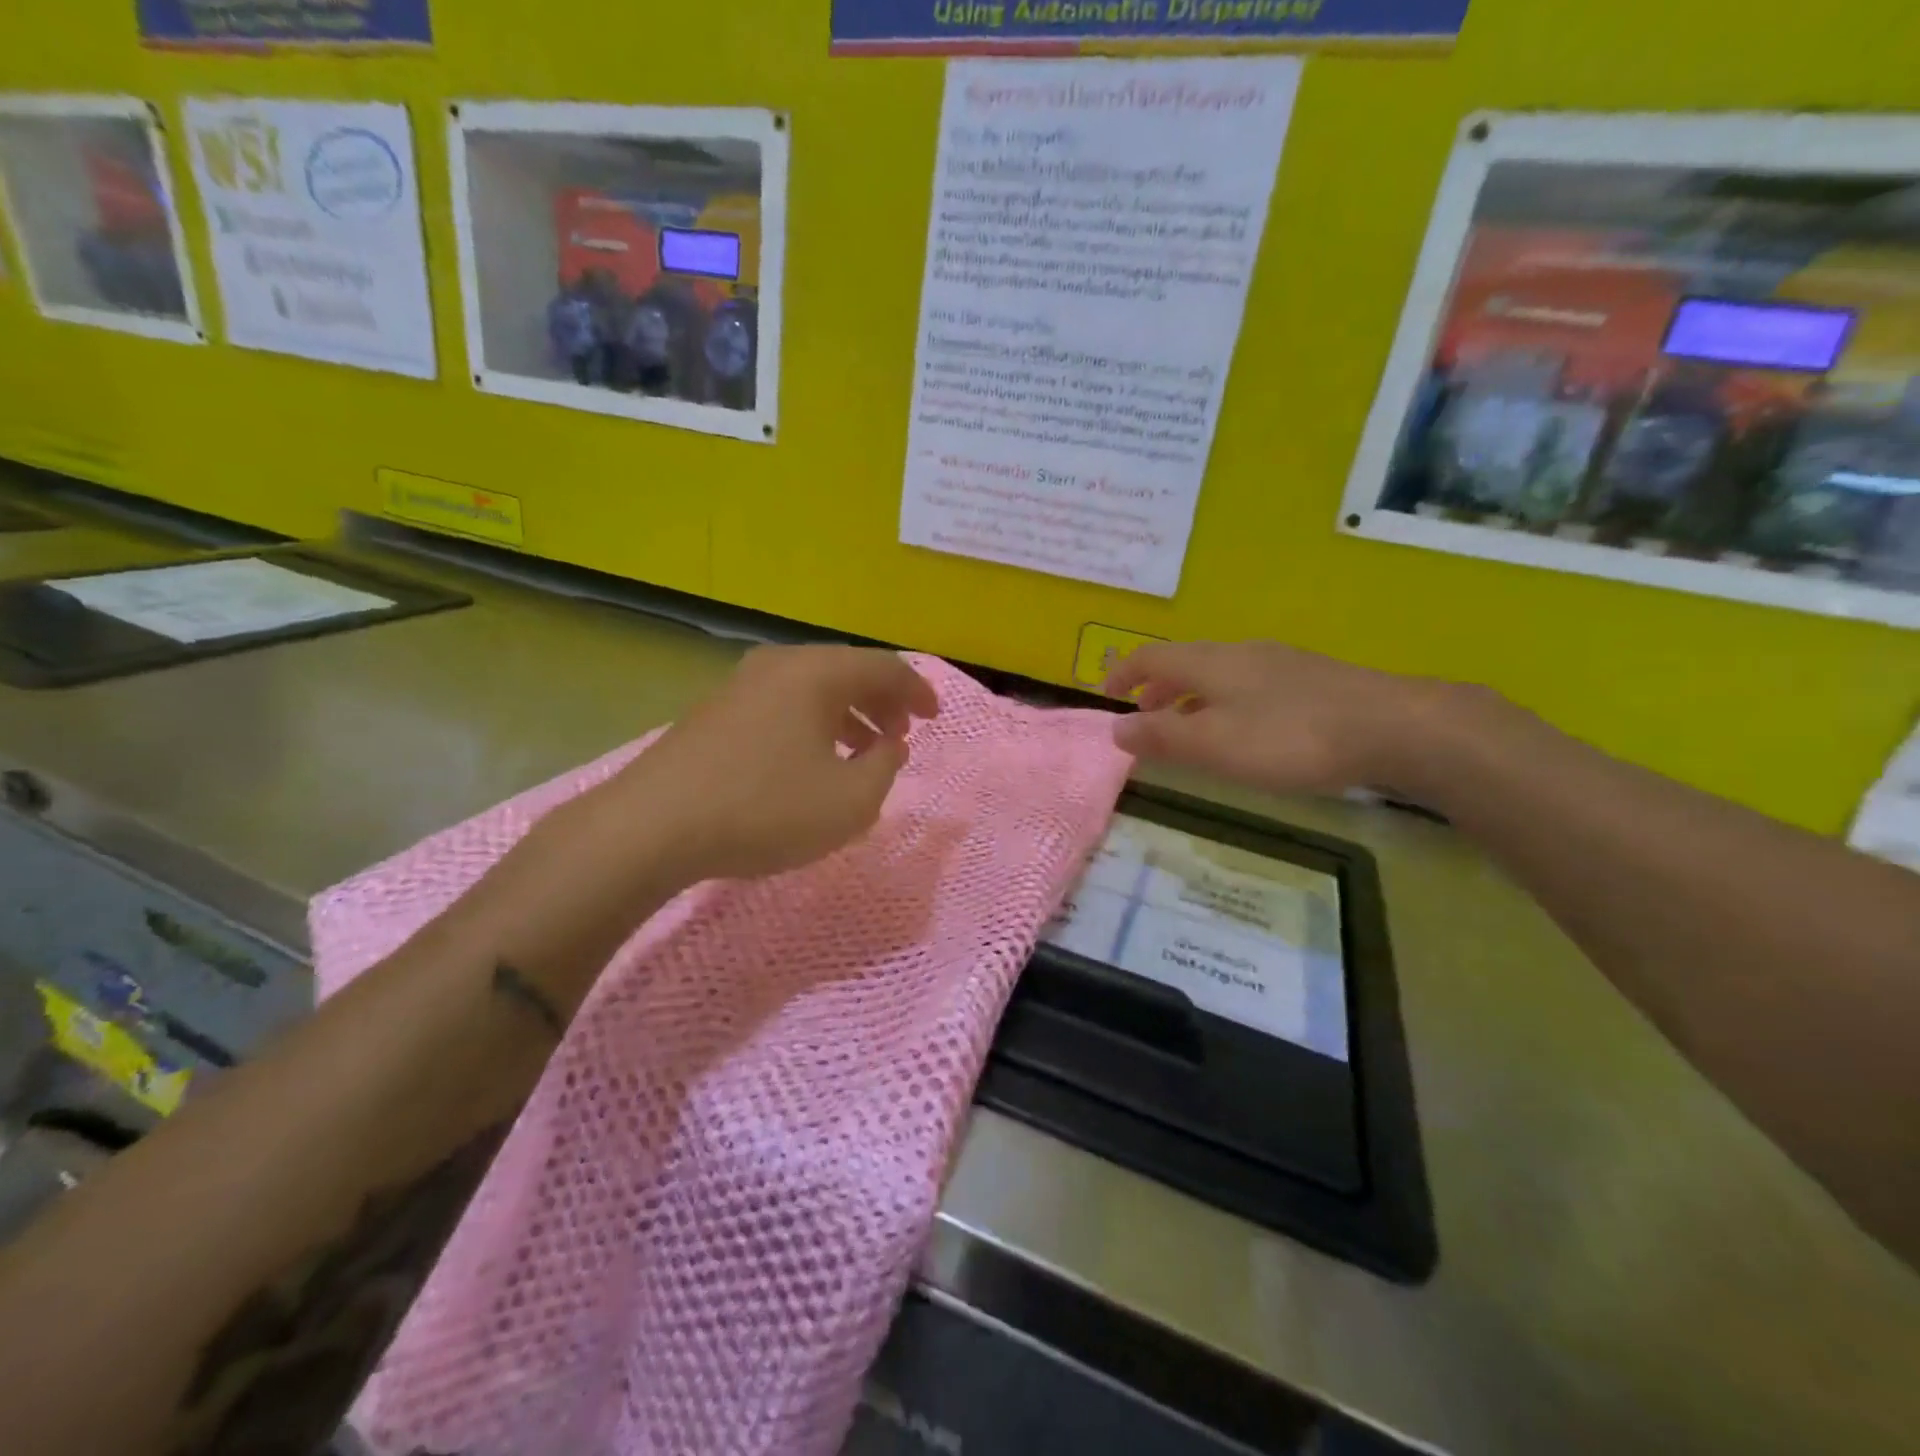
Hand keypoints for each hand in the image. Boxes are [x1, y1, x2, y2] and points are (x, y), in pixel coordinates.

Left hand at [613, 646, 940, 880]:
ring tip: (864, 750)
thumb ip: (883, 767)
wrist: (653, 826)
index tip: (935, 717)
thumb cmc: (764, 809)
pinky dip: (813, 724)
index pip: (884, 667)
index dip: (917, 691)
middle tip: (901, 734)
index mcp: (817, 673)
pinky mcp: (716, 711)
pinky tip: (812, 760)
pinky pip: (783, 704)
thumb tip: (888, 745)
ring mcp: (742, 685)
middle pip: (847, 671)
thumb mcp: (849, 801)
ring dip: (848, 714)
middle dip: (882, 702)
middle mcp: (780, 665)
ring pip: (812, 688)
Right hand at [1104, 640, 1452, 796]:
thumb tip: (1114, 728)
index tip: (1107, 696)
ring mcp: (1280, 663)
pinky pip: (1249, 684)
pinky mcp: (1311, 680)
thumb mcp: (1214, 744)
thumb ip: (1161, 737)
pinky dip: (1225, 703)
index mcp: (1210, 662)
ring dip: (1192, 697)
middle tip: (1146, 718)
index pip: (1151, 656)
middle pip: (1185, 661)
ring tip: (1191, 729)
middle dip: (1157, 688)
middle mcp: (1241, 652)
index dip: (1123, 672)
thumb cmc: (1290, 737)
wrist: (1392, 726)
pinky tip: (1245, 730)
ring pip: (1220, 673)